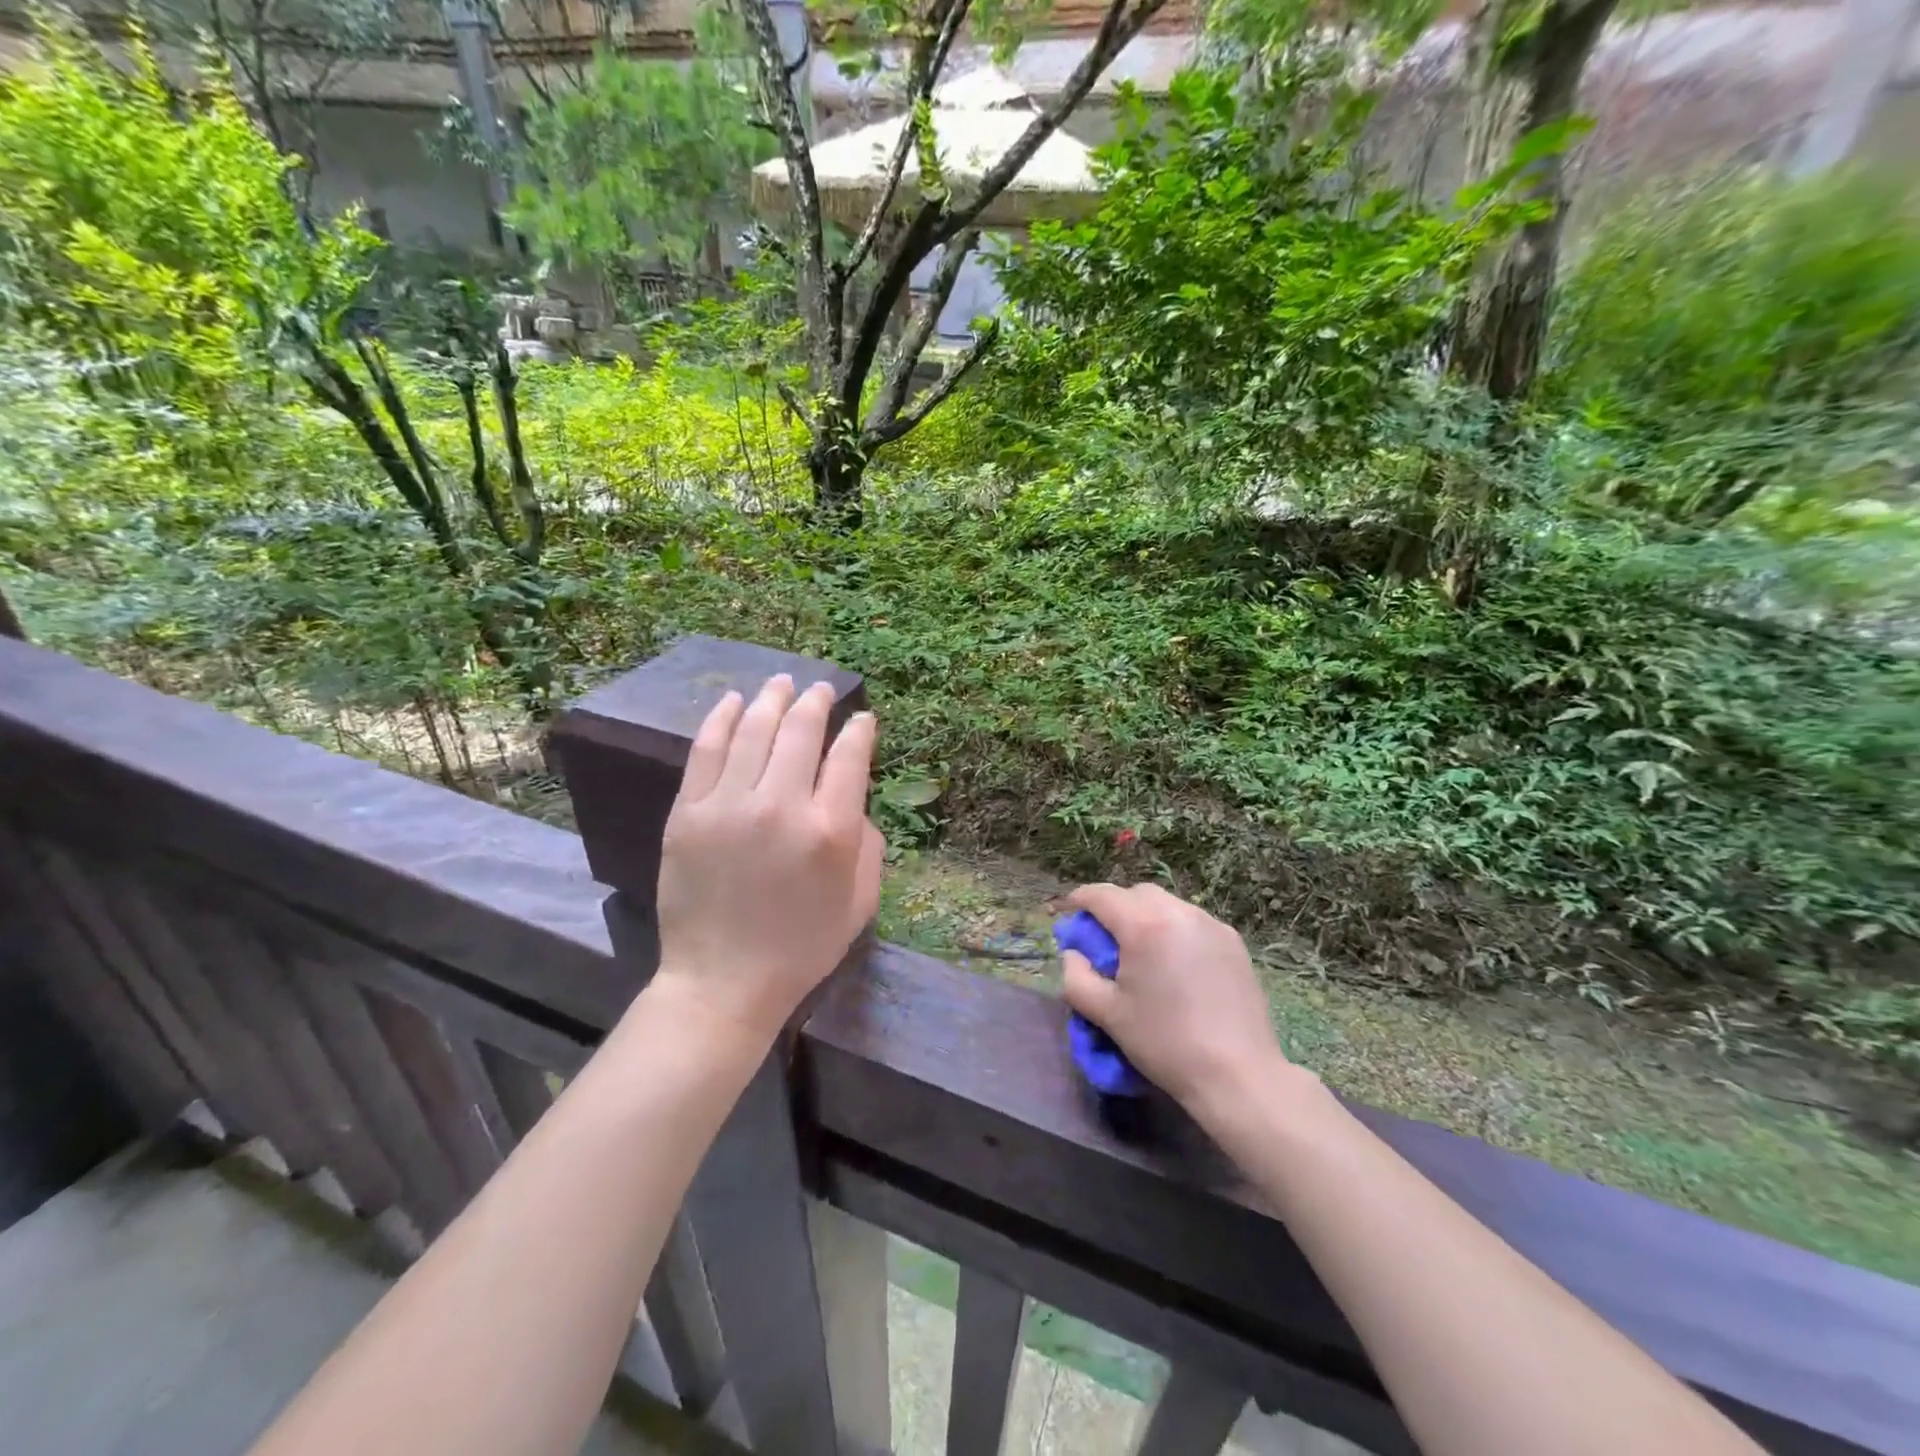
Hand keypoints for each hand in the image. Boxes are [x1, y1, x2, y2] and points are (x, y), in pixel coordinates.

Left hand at [650, 675, 882, 1045]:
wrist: (723, 982)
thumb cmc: (801, 946)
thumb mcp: (860, 903)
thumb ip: (868, 844)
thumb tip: (850, 800)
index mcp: (831, 831)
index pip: (849, 757)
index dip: (858, 730)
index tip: (862, 719)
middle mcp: (782, 806)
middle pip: (801, 731)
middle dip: (816, 702)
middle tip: (820, 689)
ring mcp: (729, 806)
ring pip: (754, 731)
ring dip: (772, 700)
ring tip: (782, 682)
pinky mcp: (689, 813)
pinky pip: (706, 751)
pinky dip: (722, 719)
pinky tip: (734, 702)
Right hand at [1060, 883, 1292, 1126]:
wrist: (1237, 1075)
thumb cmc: (1164, 1043)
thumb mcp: (1106, 1014)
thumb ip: (1076, 977)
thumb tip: (1073, 955)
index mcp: (1144, 925)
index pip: (1102, 895)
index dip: (1079, 900)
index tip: (1068, 914)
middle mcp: (1179, 913)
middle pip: (1136, 894)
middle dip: (1115, 907)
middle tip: (1104, 938)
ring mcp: (1211, 925)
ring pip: (1167, 904)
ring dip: (1146, 917)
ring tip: (1142, 952)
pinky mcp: (1233, 942)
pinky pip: (1193, 922)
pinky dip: (1174, 930)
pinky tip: (1175, 964)